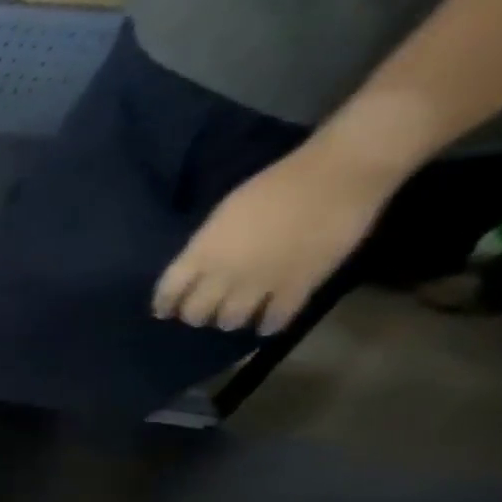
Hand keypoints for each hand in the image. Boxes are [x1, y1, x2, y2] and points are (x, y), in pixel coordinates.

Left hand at [152, 141, 394, 334]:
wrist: (337, 175)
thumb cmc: (274, 186)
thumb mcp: (221, 217)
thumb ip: (205, 246)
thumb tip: (197, 268)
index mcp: (202, 254)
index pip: (168, 291)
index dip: (164, 305)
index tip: (164, 312)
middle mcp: (224, 274)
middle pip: (196, 312)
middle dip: (197, 316)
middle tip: (203, 314)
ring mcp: (261, 282)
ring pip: (231, 320)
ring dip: (229, 321)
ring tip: (234, 318)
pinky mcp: (300, 284)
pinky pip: (276, 317)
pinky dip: (269, 325)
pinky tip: (266, 326)